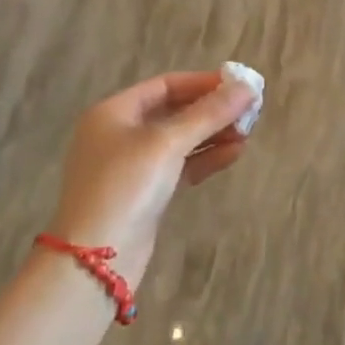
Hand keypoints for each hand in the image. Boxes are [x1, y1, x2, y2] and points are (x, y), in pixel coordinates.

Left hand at [47, 71, 257, 285]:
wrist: (95, 261)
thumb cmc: (126, 186)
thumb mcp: (168, 143)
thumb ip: (209, 114)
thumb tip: (248, 88)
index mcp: (114, 112)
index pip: (165, 85)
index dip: (203, 83)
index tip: (239, 86)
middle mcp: (119, 133)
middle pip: (173, 111)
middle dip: (211, 111)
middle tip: (249, 112)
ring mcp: (131, 165)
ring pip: (179, 140)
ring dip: (212, 135)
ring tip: (247, 135)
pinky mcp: (143, 192)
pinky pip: (179, 165)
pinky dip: (204, 158)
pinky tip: (233, 155)